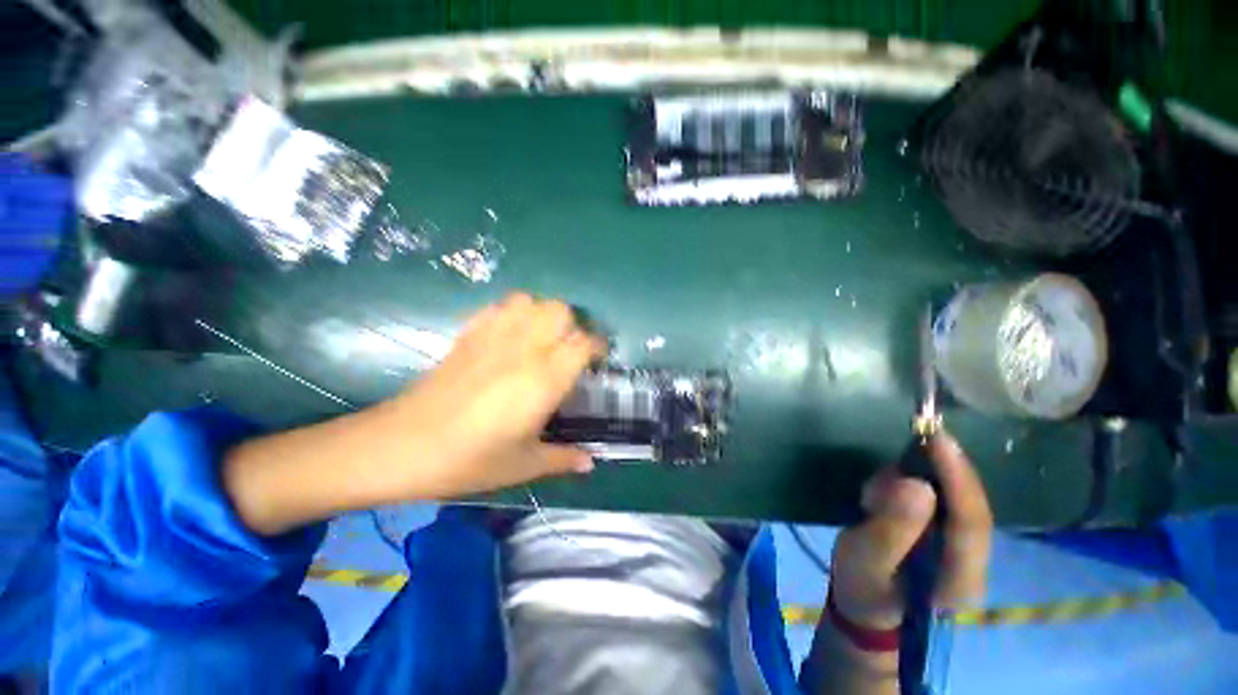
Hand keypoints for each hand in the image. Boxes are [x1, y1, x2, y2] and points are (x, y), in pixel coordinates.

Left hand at [223, 293, 605, 535]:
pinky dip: (514, 312)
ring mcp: (493, 336)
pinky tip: (511, 335)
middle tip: (569, 349)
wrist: (400, 447)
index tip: (598, 360)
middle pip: (560, 310)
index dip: (597, 347)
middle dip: (572, 324)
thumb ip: (563, 459)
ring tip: (542, 338)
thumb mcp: (523, 465)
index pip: (583, 343)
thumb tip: (591, 462)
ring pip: (531, 301)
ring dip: (543, 313)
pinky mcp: (468, 335)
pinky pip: (500, 307)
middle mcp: (524, 348)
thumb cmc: (468, 460)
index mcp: (544, 378)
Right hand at [829, 431, 993, 630]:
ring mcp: (963, 548)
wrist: (866, 606)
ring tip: (873, 498)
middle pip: (969, 505)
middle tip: (908, 446)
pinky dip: (909, 486)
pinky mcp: (948, 535)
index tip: (937, 438)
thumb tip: (916, 484)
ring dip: (915, 482)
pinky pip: (939, 499)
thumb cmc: (863, 587)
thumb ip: (891, 527)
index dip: (957, 477)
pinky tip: (881, 499)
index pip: (971, 522)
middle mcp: (974, 561)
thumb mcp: (865, 559)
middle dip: (940, 471)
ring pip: (953, 498)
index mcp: (960, 577)